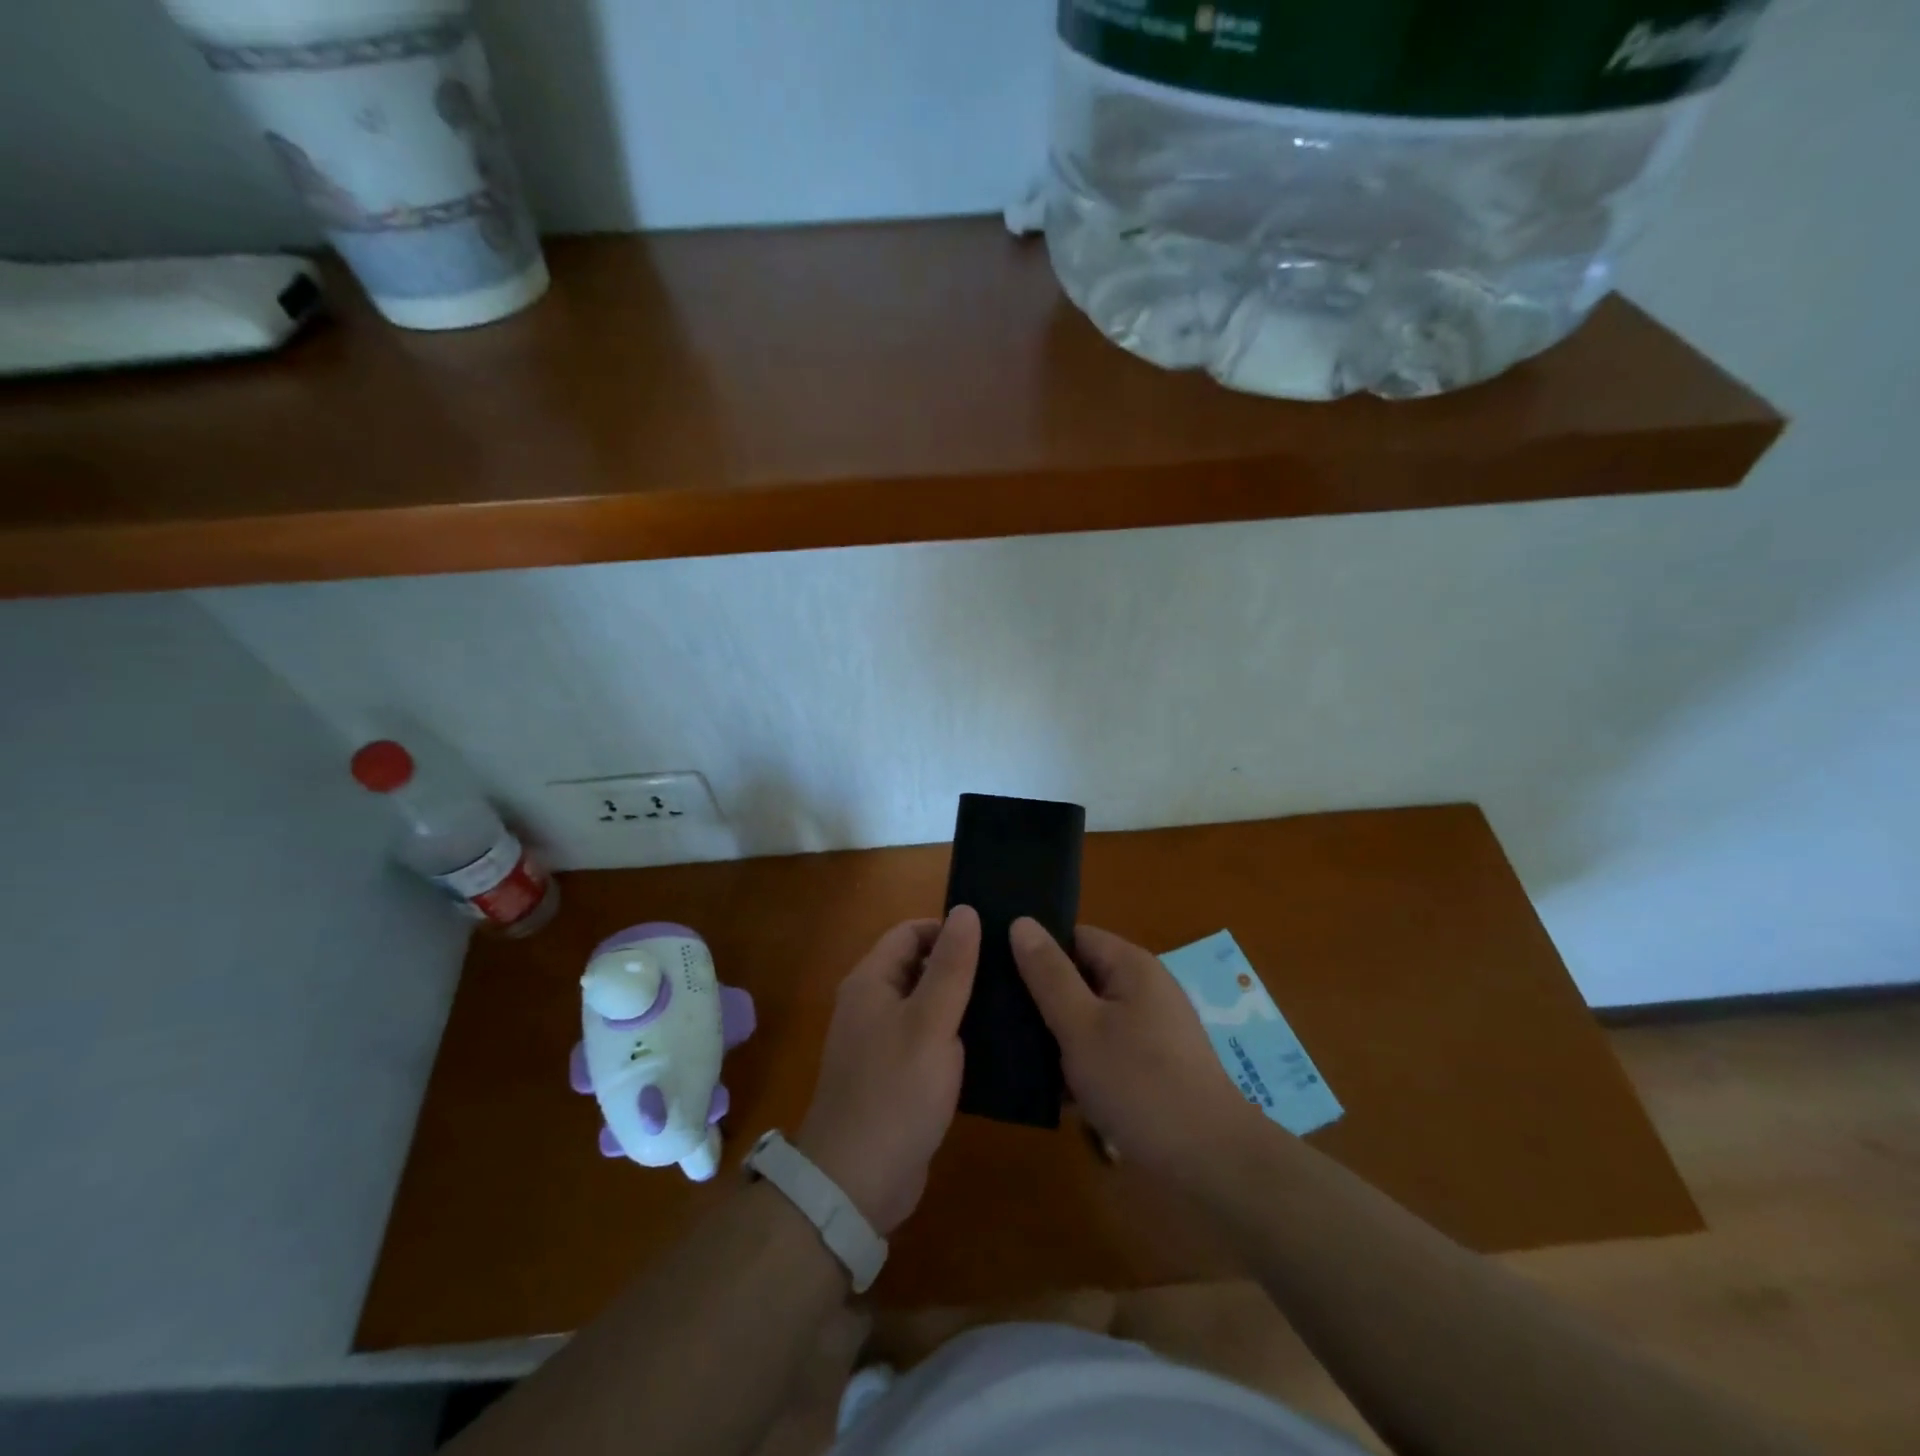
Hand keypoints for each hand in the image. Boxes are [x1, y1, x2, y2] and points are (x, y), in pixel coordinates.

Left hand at [797, 907, 980, 1234]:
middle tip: (1010, 973)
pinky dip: (953, 1037)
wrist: (856, 1183)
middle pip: (918, 967)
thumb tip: (966, 910)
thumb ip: (951, 966)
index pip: (910, 932)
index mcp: (871, 982)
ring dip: (960, 1003)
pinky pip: (927, 1040)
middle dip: (960, 966)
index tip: (994, 941)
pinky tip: (992, 1047)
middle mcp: (871, 1005)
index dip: (949, 931)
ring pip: (926, 1006)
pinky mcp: (894, 1077)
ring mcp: (880, 1043)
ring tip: (1011, 1004)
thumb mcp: (931, 1022)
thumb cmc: (895, 1091)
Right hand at [1011, 918, 1268, 1183]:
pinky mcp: (1154, 1065)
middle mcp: (1145, 988)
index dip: (1038, 952)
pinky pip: (1107, 1049)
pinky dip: (1083, 1063)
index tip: (1000, 976)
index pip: (1074, 936)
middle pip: (1081, 977)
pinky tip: (1054, 1091)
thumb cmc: (1139, 1083)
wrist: (1211, 1162)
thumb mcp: (1080, 1025)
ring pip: (1091, 1017)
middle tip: (1000, 1021)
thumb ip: (1048, 974)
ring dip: (1060, 1036)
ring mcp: (1153, 1028)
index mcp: (1131, 965)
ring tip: (1018, 1057)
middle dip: (1044, 999)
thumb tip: (1021, 922)